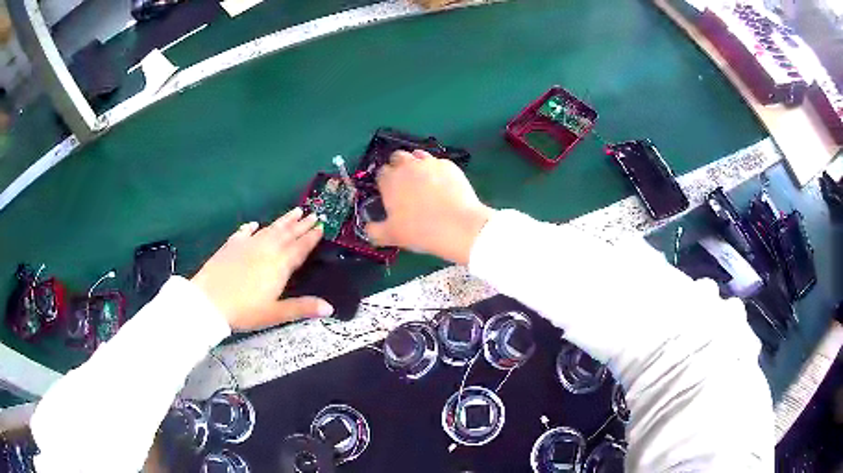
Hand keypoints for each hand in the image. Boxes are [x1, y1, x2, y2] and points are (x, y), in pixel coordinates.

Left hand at [191, 208, 332, 330]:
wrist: (209, 301)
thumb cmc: (245, 310)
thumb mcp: (276, 313)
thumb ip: (302, 308)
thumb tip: (330, 308)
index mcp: (280, 264)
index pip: (300, 248)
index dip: (311, 238)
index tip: (321, 227)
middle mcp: (266, 249)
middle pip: (287, 234)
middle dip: (301, 224)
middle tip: (313, 214)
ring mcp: (248, 244)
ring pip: (270, 229)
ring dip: (283, 220)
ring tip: (295, 211)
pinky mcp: (231, 245)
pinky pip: (244, 232)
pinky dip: (251, 227)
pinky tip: (255, 224)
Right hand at [366, 150, 494, 264]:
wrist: (459, 226)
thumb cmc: (420, 231)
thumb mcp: (391, 236)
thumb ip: (374, 231)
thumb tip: (368, 228)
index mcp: (390, 179)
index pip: (380, 173)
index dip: (383, 182)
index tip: (389, 194)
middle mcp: (408, 165)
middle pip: (397, 157)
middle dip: (398, 167)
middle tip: (404, 185)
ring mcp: (430, 163)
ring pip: (418, 156)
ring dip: (416, 165)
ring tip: (423, 182)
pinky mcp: (450, 165)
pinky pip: (438, 164)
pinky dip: (436, 171)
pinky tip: (442, 185)